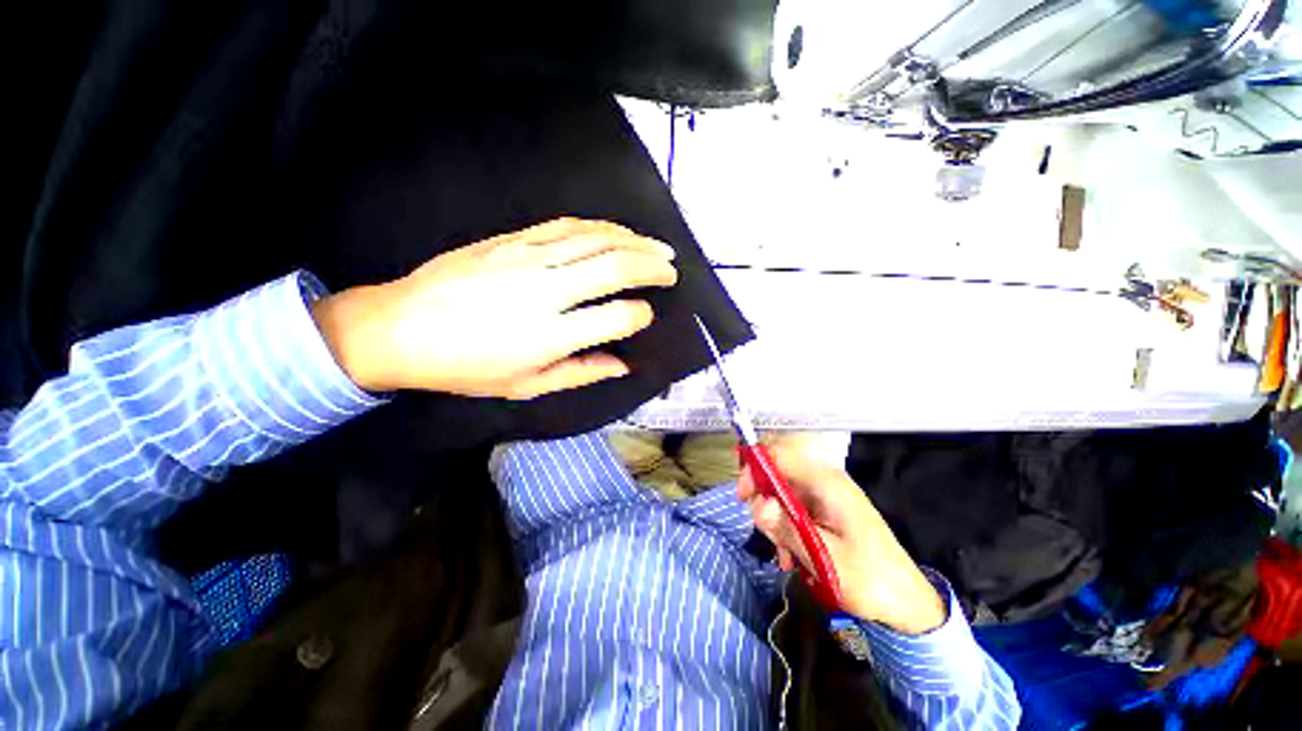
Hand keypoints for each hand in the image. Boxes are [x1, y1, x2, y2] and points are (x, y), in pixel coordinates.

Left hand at [312, 218, 677, 397]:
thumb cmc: (466, 367)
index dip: (640, 316)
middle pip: (615, 267)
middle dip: (653, 267)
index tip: (645, 317)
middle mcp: (546, 291)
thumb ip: (581, 373)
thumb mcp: (526, 386)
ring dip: (634, 240)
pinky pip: (565, 225)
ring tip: (657, 247)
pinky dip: (599, 226)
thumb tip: (622, 366)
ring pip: (595, 238)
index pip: (617, 317)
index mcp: (551, 336)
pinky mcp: (512, 240)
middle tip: (672, 270)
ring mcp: (528, 258)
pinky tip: (615, 231)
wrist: (400, 328)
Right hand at [740, 434, 946, 633]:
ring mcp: (826, 498)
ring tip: (782, 554)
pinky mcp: (827, 514)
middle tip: (765, 533)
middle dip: (764, 502)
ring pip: (783, 496)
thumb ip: (787, 528)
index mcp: (826, 483)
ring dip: (775, 522)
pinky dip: (786, 530)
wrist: (908, 605)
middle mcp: (824, 483)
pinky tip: (791, 557)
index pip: (780, 456)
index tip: (743, 497)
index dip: (756, 469)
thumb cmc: (871, 579)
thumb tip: (758, 506)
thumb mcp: (825, 557)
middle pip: (778, 475)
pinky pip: (795, 512)